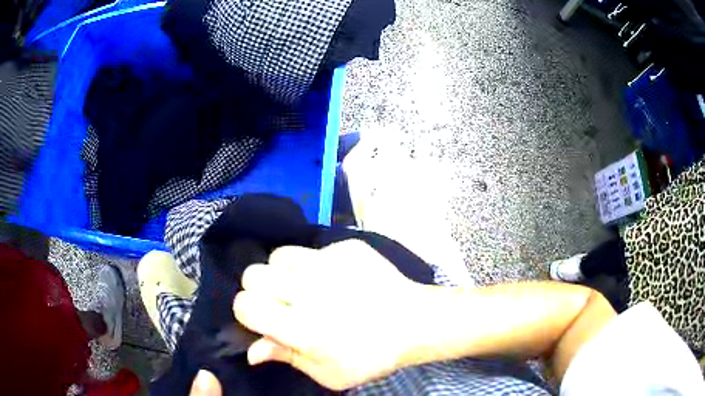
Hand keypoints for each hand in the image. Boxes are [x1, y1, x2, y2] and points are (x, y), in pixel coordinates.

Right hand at [233, 240, 422, 389]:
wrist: (414, 322)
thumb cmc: (372, 356)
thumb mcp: (329, 373)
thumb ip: (286, 357)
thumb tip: (252, 351)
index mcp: (301, 327)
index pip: (245, 305)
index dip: (247, 312)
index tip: (263, 319)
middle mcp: (308, 290)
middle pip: (253, 274)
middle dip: (259, 289)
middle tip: (281, 303)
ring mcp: (328, 263)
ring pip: (278, 255)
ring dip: (283, 273)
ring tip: (304, 286)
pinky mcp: (346, 247)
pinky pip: (312, 249)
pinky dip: (314, 263)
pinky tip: (334, 278)